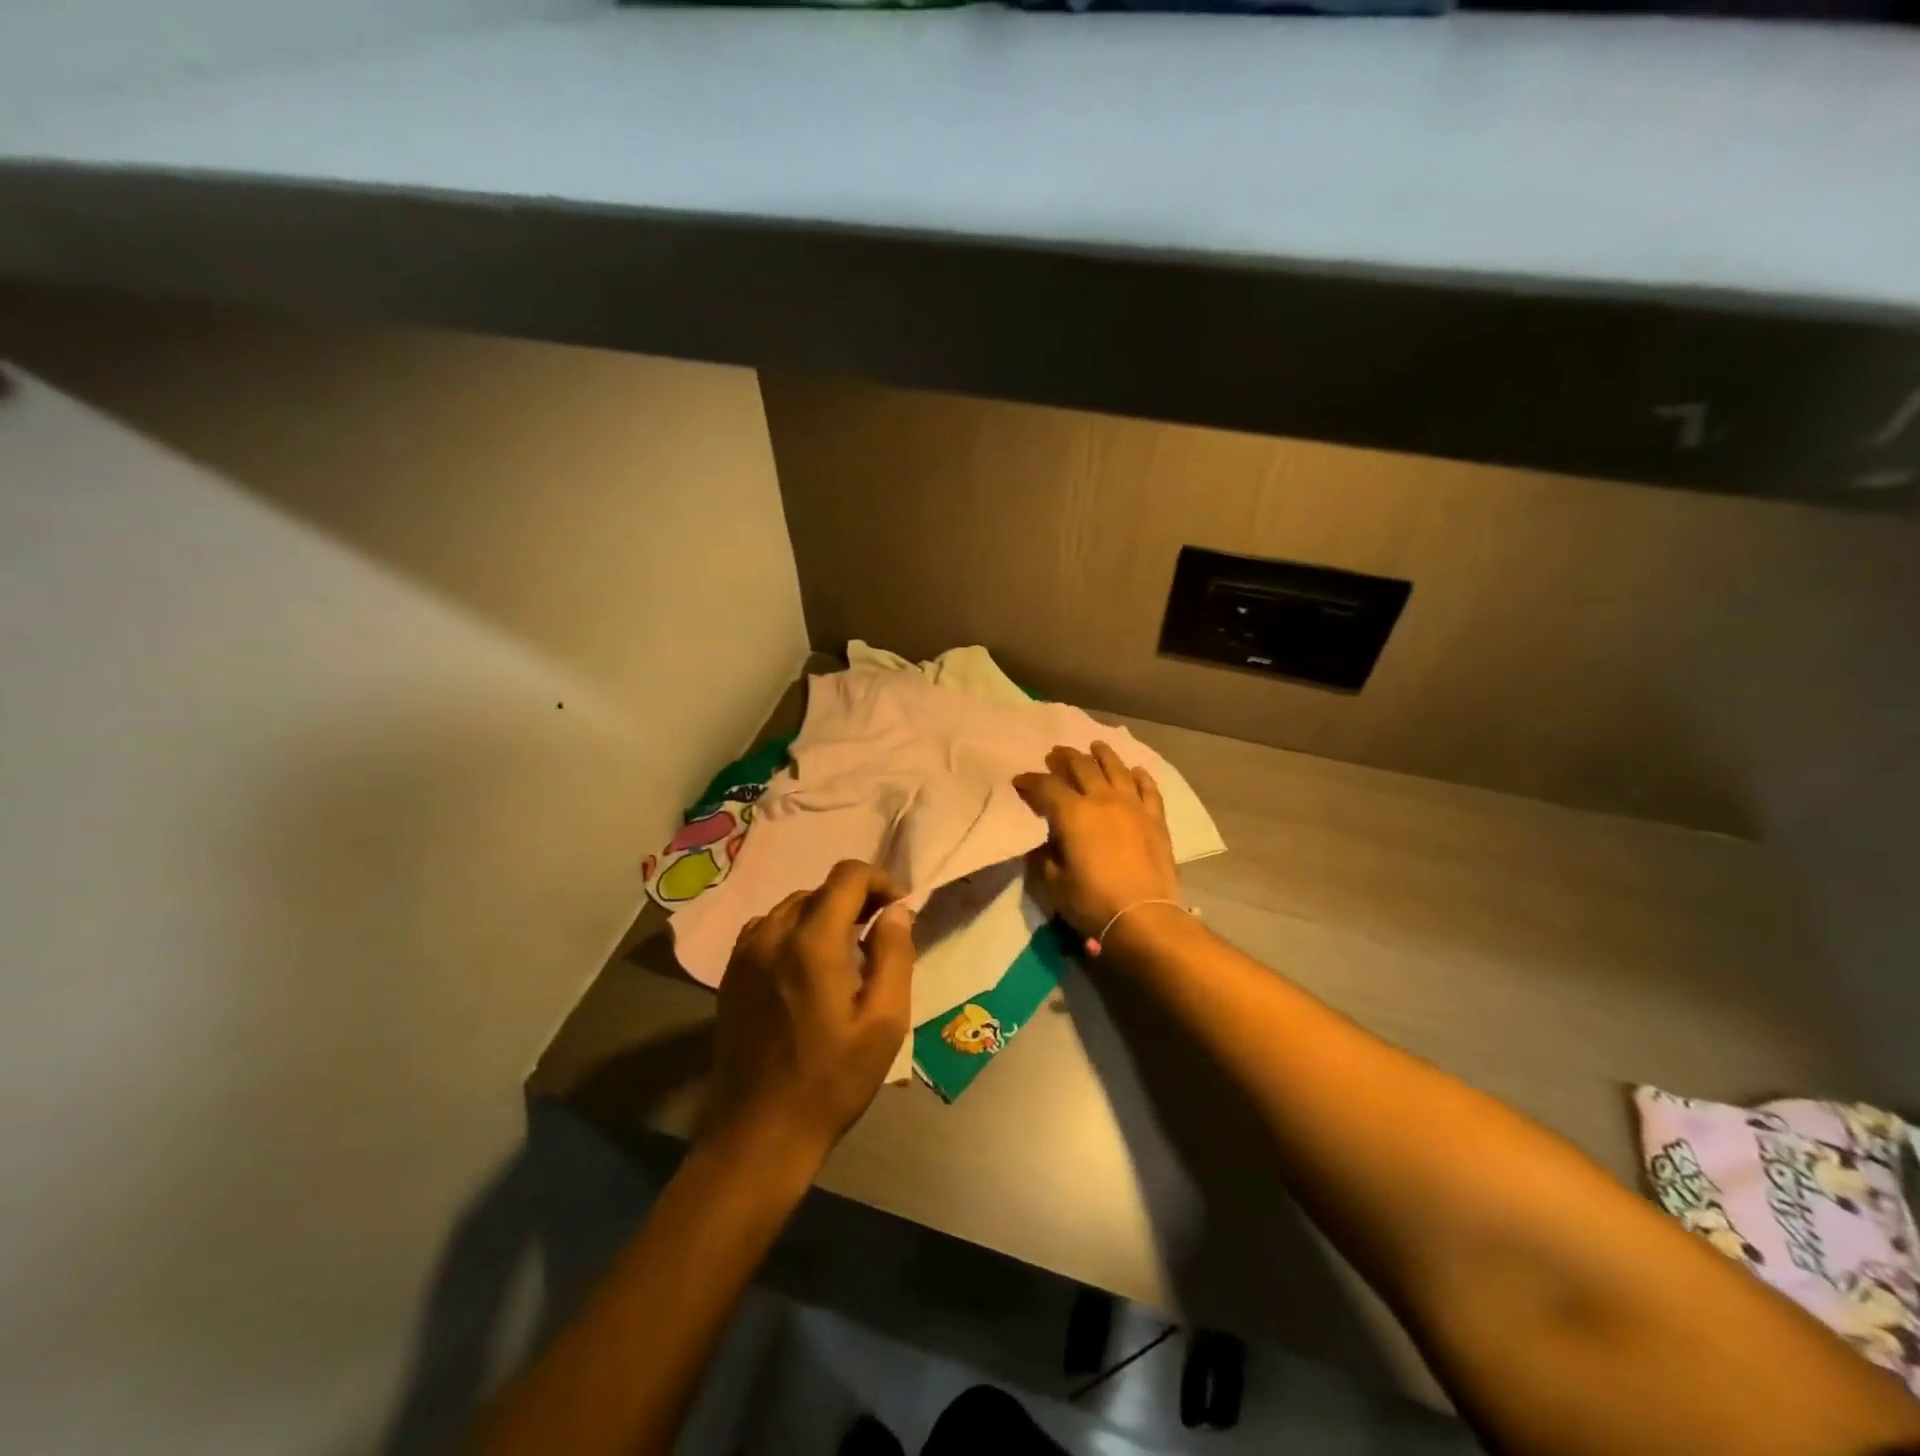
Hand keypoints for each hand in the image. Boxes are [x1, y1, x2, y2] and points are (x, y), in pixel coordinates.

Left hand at [702, 860, 915, 1171]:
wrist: (759, 1134)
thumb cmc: (832, 1080)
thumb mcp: (885, 1022)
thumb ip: (895, 954)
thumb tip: (896, 910)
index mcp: (813, 941)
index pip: (848, 875)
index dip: (880, 881)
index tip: (897, 911)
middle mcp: (773, 933)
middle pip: (821, 889)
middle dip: (855, 900)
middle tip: (878, 937)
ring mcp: (746, 953)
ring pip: (793, 906)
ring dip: (824, 916)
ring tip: (844, 955)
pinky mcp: (731, 973)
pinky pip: (767, 929)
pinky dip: (794, 932)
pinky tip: (805, 967)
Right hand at [1014, 742, 1181, 937]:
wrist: (1143, 915)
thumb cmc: (1091, 901)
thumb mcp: (1053, 882)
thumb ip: (1045, 856)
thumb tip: (1045, 842)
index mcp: (1073, 813)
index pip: (1046, 787)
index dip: (1030, 781)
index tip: (1019, 781)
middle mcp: (1102, 799)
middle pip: (1082, 767)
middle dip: (1065, 758)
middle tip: (1055, 754)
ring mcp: (1133, 806)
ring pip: (1116, 769)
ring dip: (1103, 755)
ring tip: (1095, 746)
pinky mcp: (1155, 819)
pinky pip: (1148, 789)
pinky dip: (1141, 777)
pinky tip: (1136, 771)